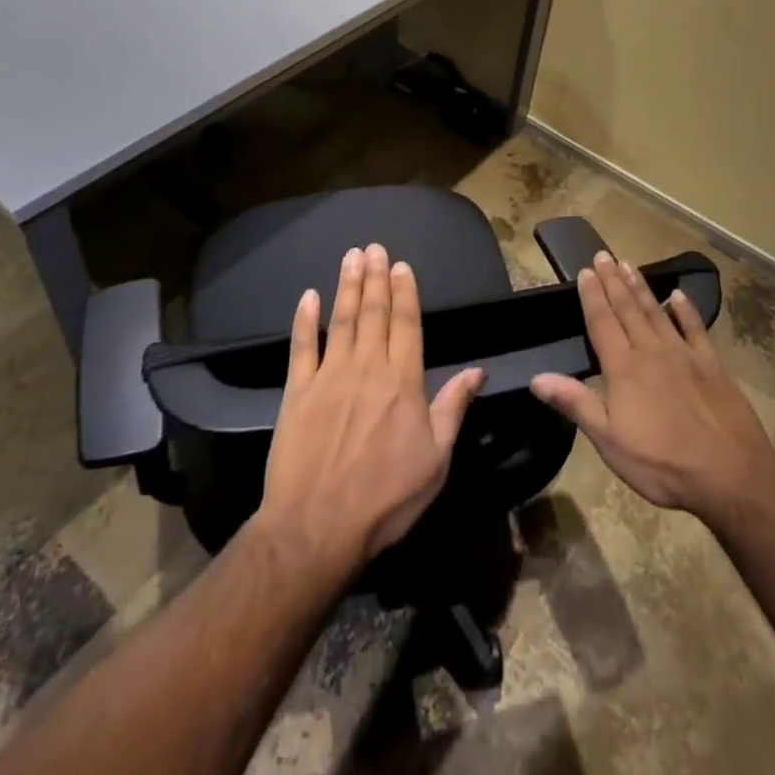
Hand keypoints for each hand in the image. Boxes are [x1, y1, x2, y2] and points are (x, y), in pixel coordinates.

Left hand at [255, 244, 486, 572]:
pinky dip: (304, 319)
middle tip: (375, 247)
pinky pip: (301, 346)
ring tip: (352, 256)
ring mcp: (329, 376)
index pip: (406, 323)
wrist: (316, 527)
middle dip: (376, 277)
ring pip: (341, 319)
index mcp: (403, 381)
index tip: (402, 265)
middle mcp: (367, 367)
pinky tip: (308, 296)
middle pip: (373, 313)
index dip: (405, 292)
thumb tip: (478, 370)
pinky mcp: (296, 391)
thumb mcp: (436, 459)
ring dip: (347, 285)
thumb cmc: (385, 498)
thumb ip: (453, 408)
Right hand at [531, 252, 774, 523]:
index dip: (592, 296)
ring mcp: (684, 354)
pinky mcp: (712, 364)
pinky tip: (677, 295)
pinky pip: (695, 328)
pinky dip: (685, 310)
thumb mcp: (609, 441)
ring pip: (656, 312)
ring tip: (628, 265)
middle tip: (604, 255)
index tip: (585, 271)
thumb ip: (576, 403)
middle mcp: (651, 350)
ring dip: (641, 287)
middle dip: (613, 282)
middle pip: (628, 309)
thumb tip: (537, 377)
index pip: (602, 322)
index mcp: (623, 368)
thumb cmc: (662, 462)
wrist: (730, 472)